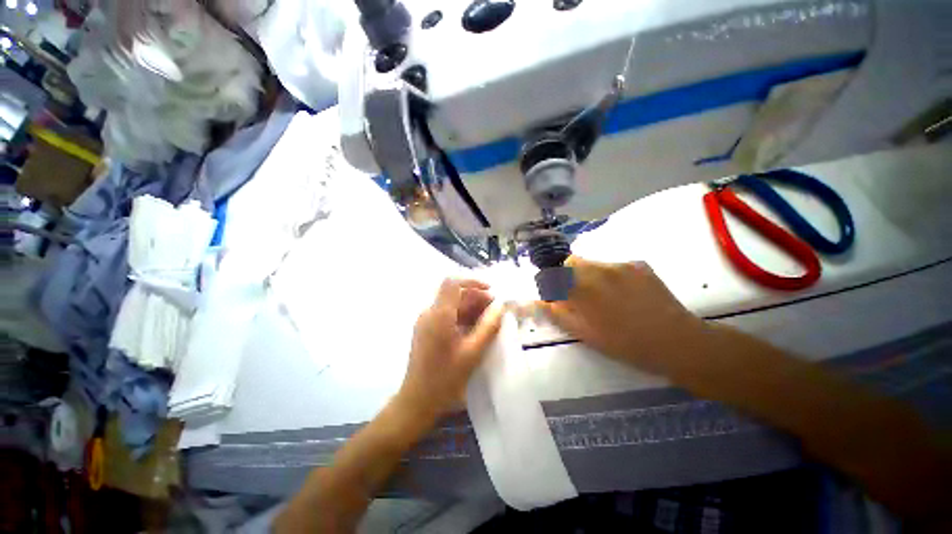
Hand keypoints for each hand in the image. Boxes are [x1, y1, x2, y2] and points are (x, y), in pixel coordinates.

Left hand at [397, 279, 504, 419]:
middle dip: (476, 297)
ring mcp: (426, 321)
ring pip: (451, 304)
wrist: (417, 401)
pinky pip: (446, 315)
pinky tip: (475, 328)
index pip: (452, 282)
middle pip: (453, 293)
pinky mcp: (426, 330)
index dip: (472, 281)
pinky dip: (461, 316)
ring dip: (470, 307)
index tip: (491, 291)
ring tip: (489, 319)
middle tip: (495, 310)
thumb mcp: (472, 352)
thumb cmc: (445, 379)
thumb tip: (501, 306)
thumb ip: (489, 326)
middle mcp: (429, 313)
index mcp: (439, 315)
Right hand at [538, 256, 703, 374]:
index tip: (556, 295)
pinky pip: (613, 265)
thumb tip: (537, 300)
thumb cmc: (625, 344)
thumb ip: (557, 313)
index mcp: (582, 287)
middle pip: (571, 262)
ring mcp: (620, 264)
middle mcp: (598, 269)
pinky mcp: (638, 264)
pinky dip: (609, 276)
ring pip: (592, 262)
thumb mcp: (585, 333)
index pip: (552, 274)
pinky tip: (624, 293)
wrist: (677, 342)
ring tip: (604, 296)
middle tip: (579, 297)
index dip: (551, 283)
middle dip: (568, 276)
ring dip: (589, 275)